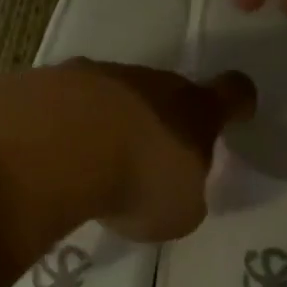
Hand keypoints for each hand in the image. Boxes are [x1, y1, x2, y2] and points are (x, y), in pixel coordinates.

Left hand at [60, 61, 256, 240]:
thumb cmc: (136, 182)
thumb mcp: (178, 212)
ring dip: (110, 119)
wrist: (55, 148)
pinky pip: (66, 98)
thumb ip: (184, 197)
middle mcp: (152, 82)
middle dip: (161, 120)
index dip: (237, 103)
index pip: (233, 93)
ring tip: (90, 160)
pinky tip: (50, 152)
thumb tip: (176, 191)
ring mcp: (98, 74)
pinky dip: (63, 120)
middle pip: (168, 92)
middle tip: (146, 158)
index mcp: (195, 110)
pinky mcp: (50, 78)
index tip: (236, 115)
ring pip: (115, 92)